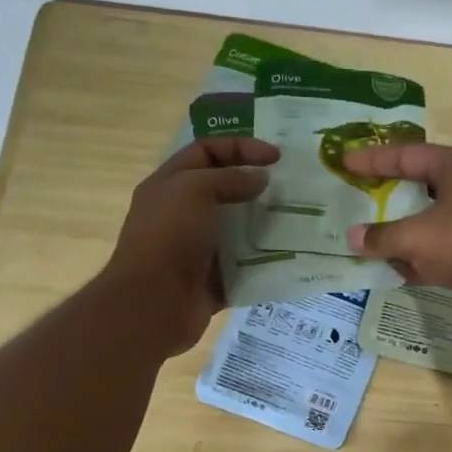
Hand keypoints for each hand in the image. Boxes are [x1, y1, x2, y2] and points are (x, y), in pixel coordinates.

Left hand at [102, 136, 278, 354]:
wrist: (154, 304)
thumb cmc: (169, 237)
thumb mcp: (194, 190)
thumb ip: (228, 178)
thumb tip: (259, 179)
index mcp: (171, 185)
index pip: (206, 152)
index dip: (240, 147)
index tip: (276, 157)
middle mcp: (182, 214)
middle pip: (225, 190)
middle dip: (257, 186)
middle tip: (291, 188)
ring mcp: (198, 249)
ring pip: (238, 229)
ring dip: (265, 224)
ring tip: (297, 220)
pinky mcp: (214, 280)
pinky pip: (245, 266)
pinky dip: (264, 261)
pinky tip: (291, 255)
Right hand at [343, 143, 451, 321]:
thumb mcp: (416, 236)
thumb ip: (381, 236)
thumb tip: (353, 238)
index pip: (405, 154)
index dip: (372, 158)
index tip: (344, 161)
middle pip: (416, 185)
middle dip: (385, 194)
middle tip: (354, 195)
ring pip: (425, 220)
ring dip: (398, 230)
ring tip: (363, 235)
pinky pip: (436, 250)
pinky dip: (414, 257)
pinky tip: (389, 269)